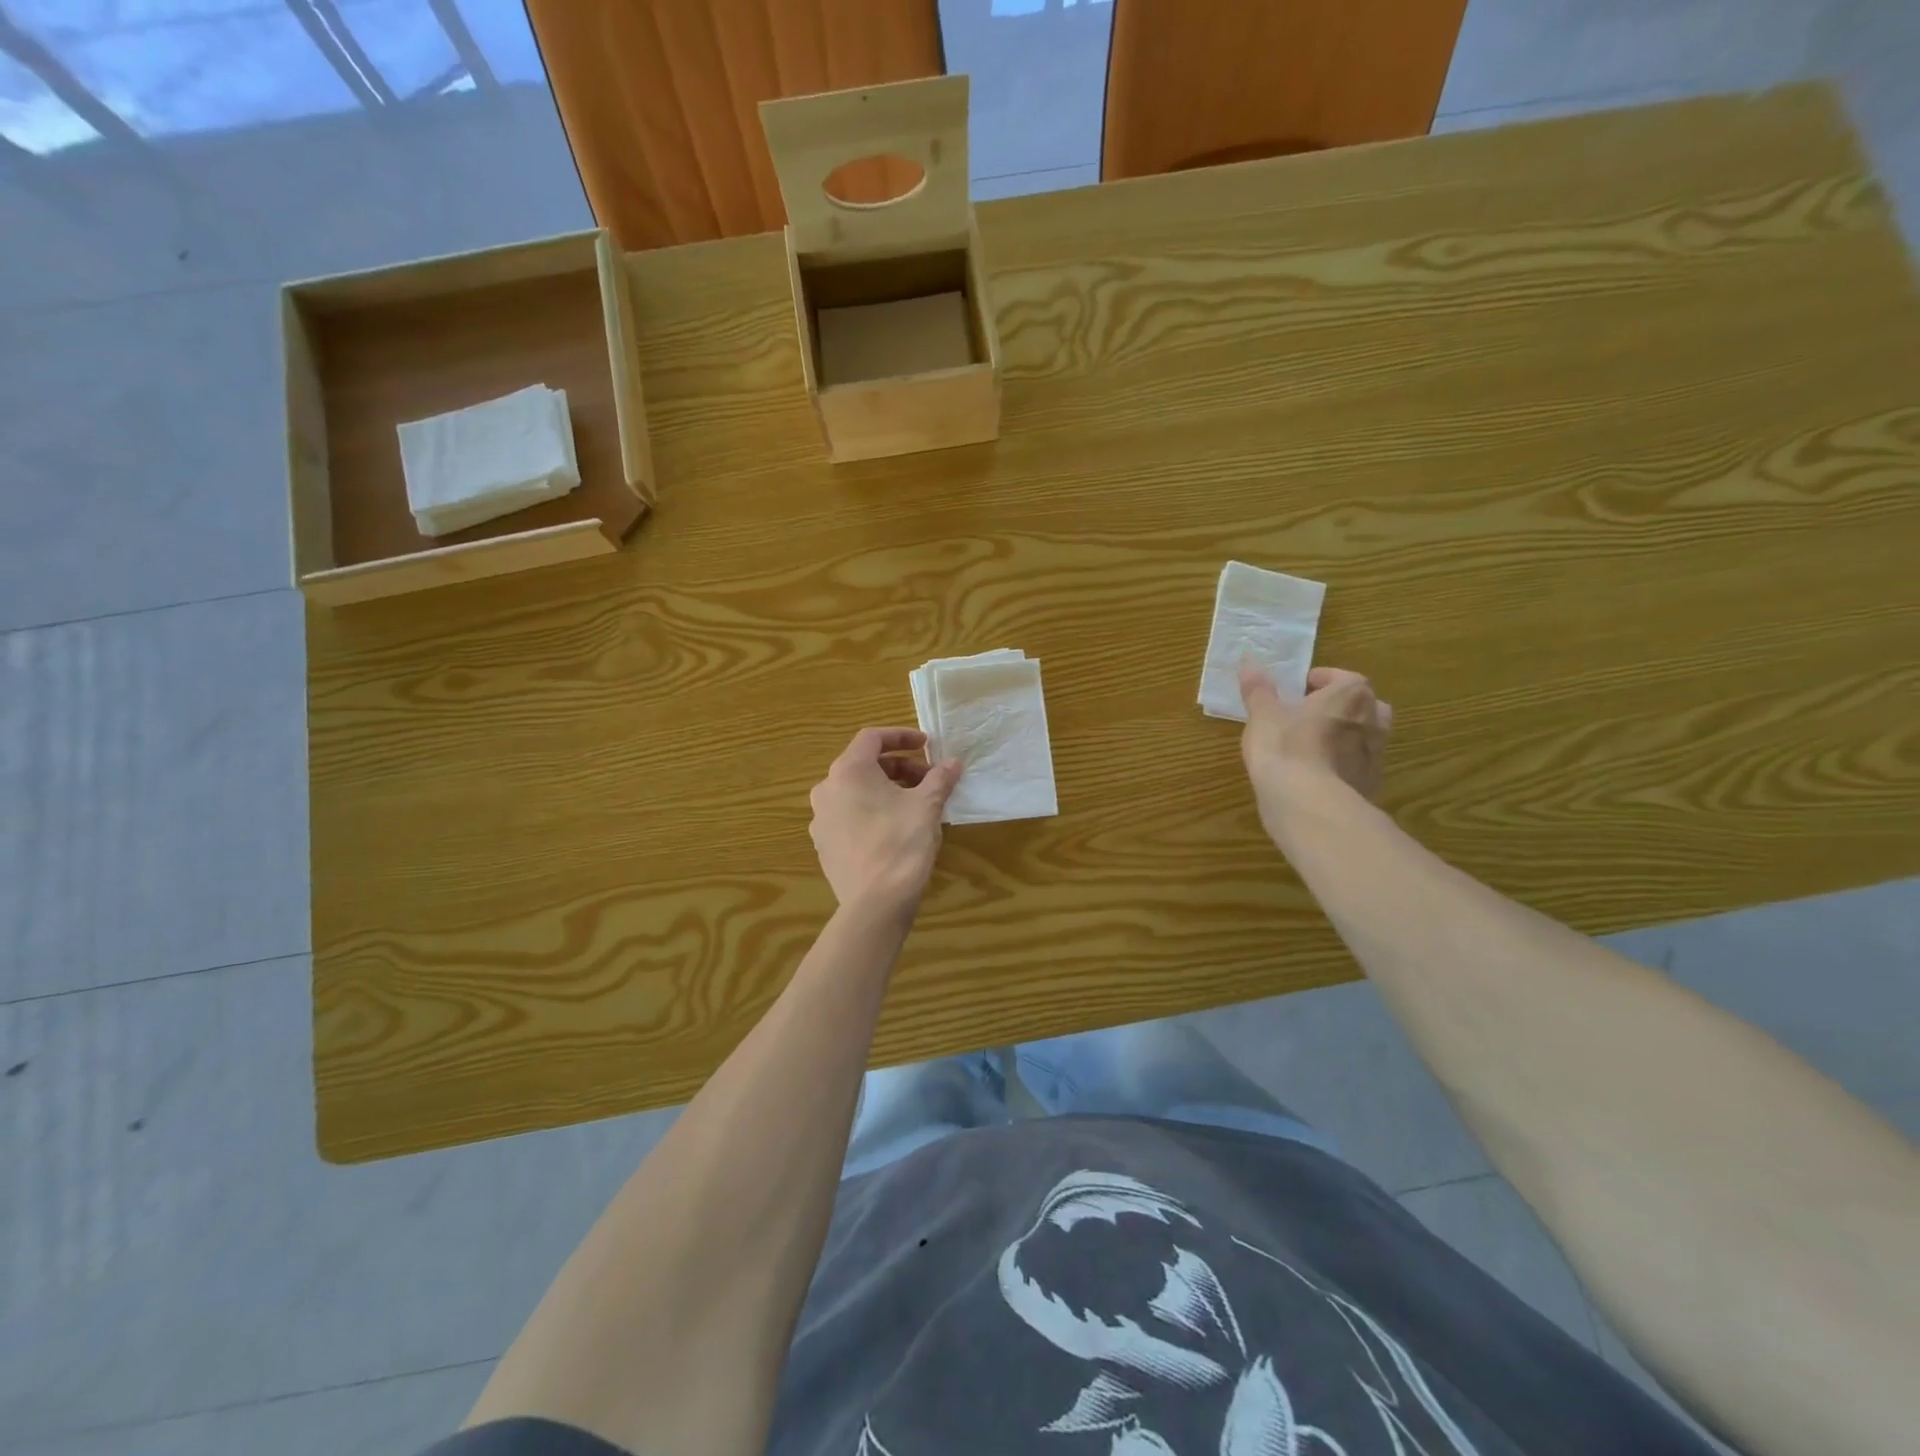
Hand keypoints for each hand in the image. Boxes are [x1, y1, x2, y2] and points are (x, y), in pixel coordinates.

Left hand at [809, 728, 961, 918]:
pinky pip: (849, 815)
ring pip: (856, 791)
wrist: (875, 903)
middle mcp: (826, 790)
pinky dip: (872, 810)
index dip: (902, 736)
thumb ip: (939, 778)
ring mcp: (821, 819)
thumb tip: (953, 763)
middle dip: (899, 767)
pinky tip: (896, 828)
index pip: (872, 738)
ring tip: (915, 805)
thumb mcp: (927, 806)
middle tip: (928, 781)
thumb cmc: (902, 844)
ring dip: (886, 789)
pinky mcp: (824, 844)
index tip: (927, 745)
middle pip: (864, 765)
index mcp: (848, 772)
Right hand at [1238, 662, 1392, 839]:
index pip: (1343, 677)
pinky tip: (1317, 775)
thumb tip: (1248, 663)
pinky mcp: (1371, 786)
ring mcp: (1376, 756)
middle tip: (1312, 715)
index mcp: (1351, 695)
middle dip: (1341, 707)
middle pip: (1363, 706)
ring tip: (1312, 746)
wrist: (1308, 804)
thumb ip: (1258, 689)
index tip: (1298, 689)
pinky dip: (1342, 766)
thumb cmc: (1285, 747)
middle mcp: (1373, 721)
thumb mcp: (1263, 714)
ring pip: (1364, 738)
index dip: (1320, 680)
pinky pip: (1357, 767)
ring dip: (1344, 737)